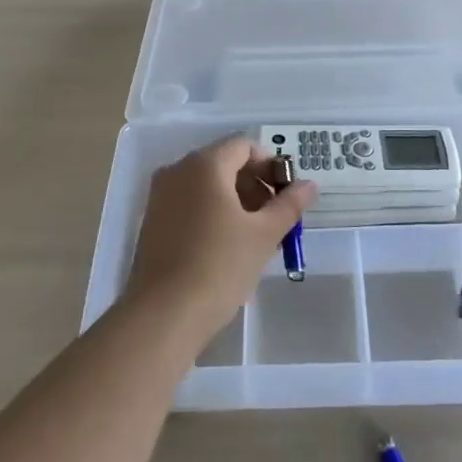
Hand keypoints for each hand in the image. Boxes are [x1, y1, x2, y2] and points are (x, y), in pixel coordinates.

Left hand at [128, 135, 317, 350]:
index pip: (244, 146)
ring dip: (235, 201)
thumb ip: (289, 205)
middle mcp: (177, 171)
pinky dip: (212, 213)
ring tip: (254, 237)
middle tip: (275, 218)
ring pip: (206, 185)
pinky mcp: (152, 222)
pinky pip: (189, 203)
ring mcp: (160, 196)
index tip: (286, 194)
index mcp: (204, 165)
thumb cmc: (219, 267)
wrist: (163, 315)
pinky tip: (226, 248)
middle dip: (254, 184)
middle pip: (224, 163)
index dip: (270, 165)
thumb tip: (309, 185)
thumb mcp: (264, 235)